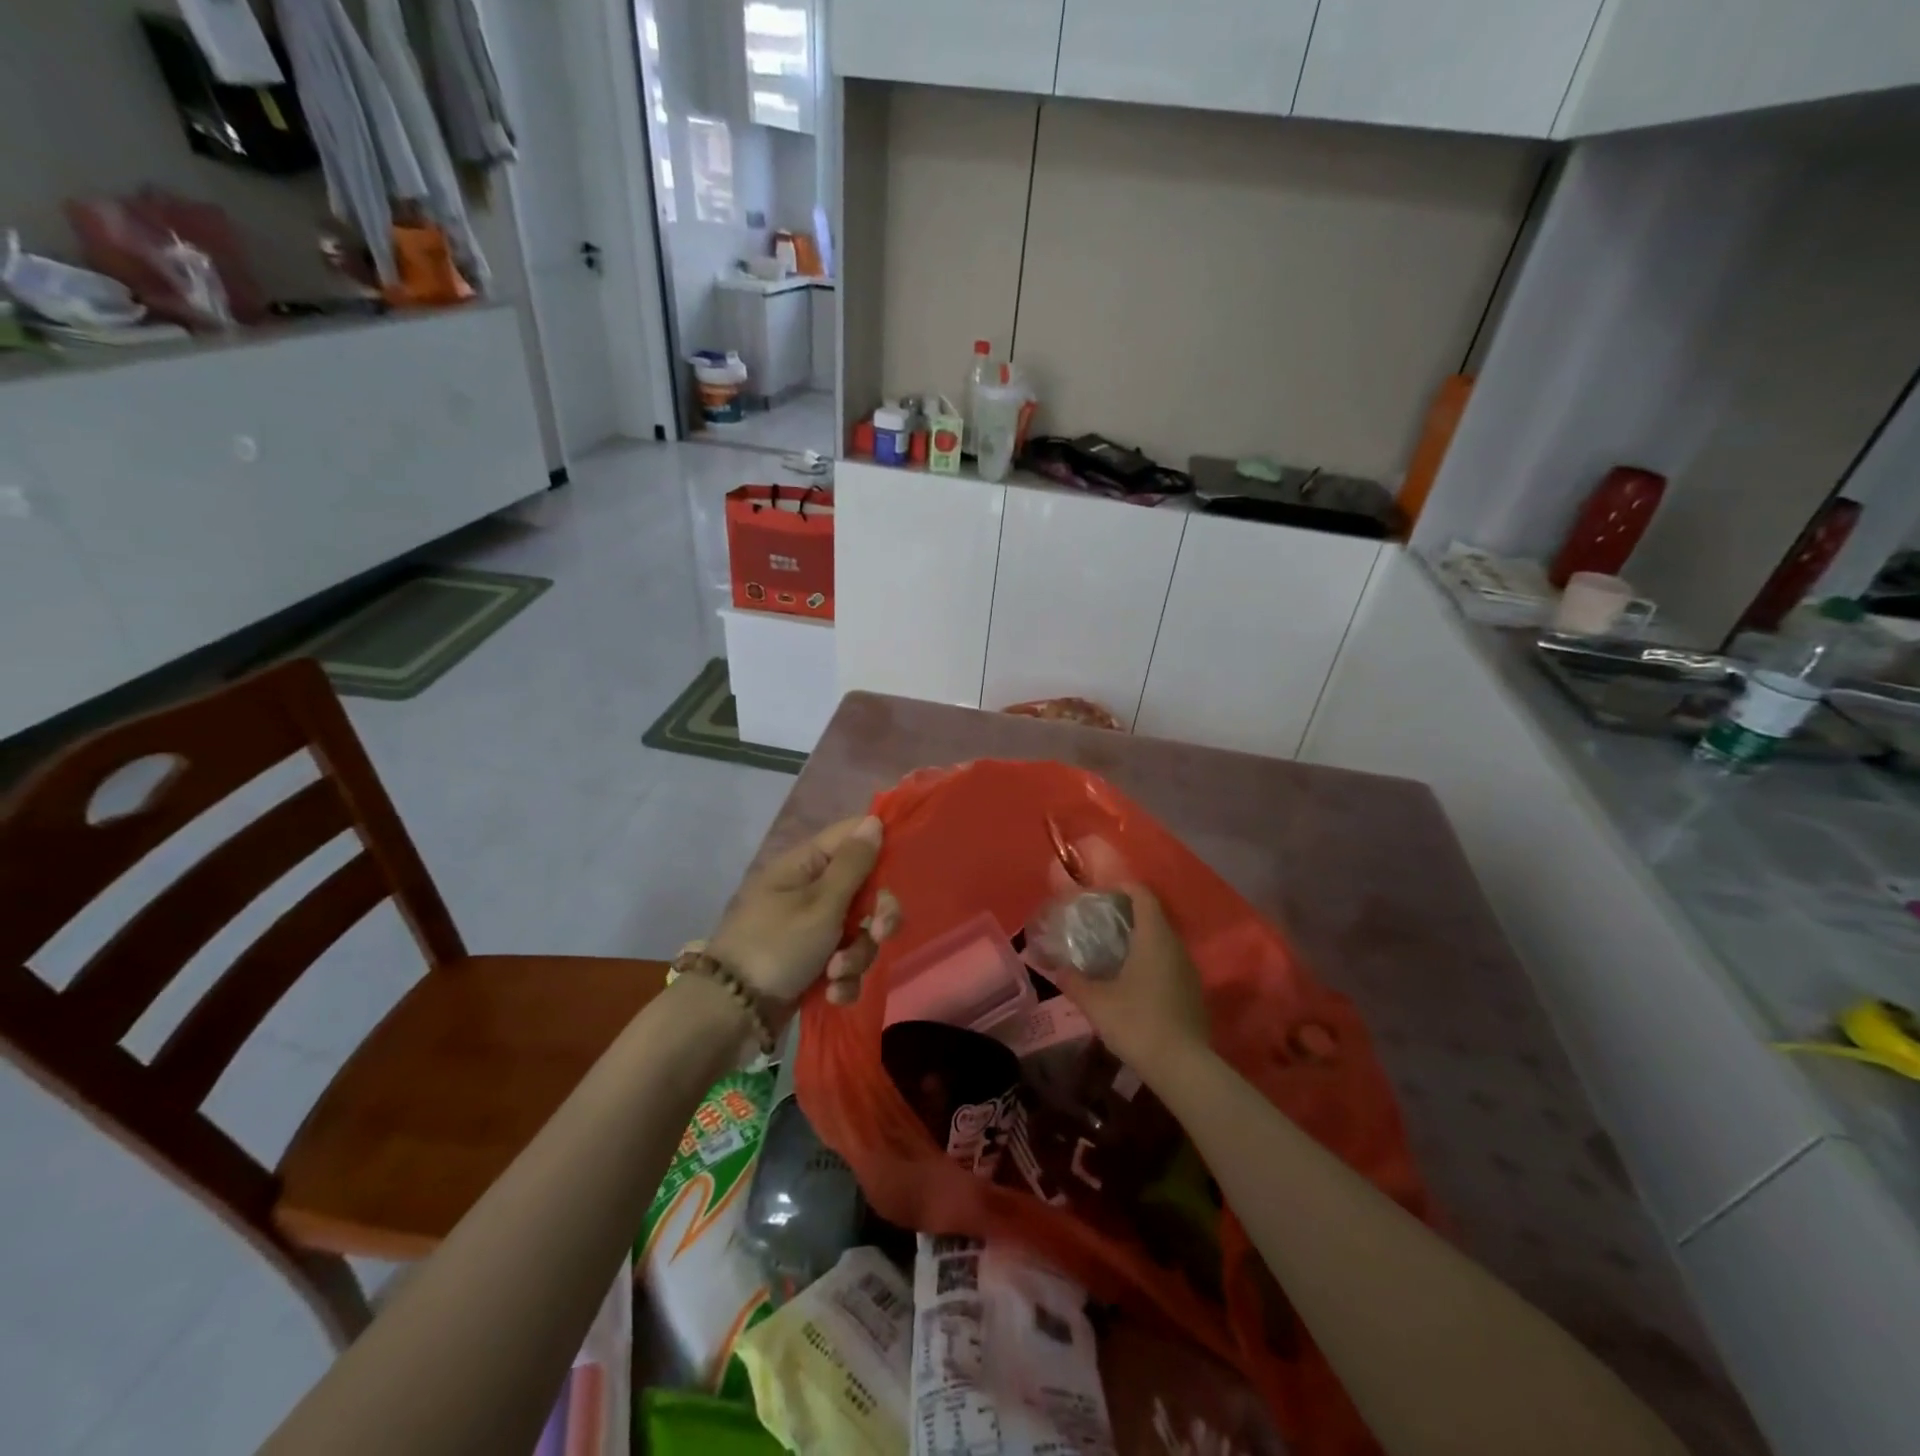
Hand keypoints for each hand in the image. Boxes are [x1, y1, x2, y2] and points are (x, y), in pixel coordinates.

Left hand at [708, 815, 900, 1017]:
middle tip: (877, 934)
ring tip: (834, 974)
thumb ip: (853, 864)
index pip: (853, 837)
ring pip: (859, 932)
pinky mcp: (813, 963)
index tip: (899, 873)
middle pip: (865, 890)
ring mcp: (812, 929)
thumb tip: (873, 821)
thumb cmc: (776, 946)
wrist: (731, 1014)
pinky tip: (830, 993)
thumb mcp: (821, 904)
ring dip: (856, 956)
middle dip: (875, 918)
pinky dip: (842, 980)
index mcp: (806, 864)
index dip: (880, 850)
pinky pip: (845, 962)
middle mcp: (811, 891)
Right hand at [1047, 839, 1208, 1077]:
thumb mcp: (1095, 1002)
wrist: (1183, 1067)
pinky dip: (1151, 962)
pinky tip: (1132, 983)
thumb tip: (1056, 967)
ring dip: (1139, 940)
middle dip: (1126, 914)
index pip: (1142, 894)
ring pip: (1162, 941)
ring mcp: (1189, 969)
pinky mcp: (1193, 992)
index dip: (1121, 887)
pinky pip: (1169, 963)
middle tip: (1098, 924)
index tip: (1099, 895)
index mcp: (1153, 937)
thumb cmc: (1137, 1022)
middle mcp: (1175, 945)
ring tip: (1112, 953)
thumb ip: (1073, 980)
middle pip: (1153, 915)